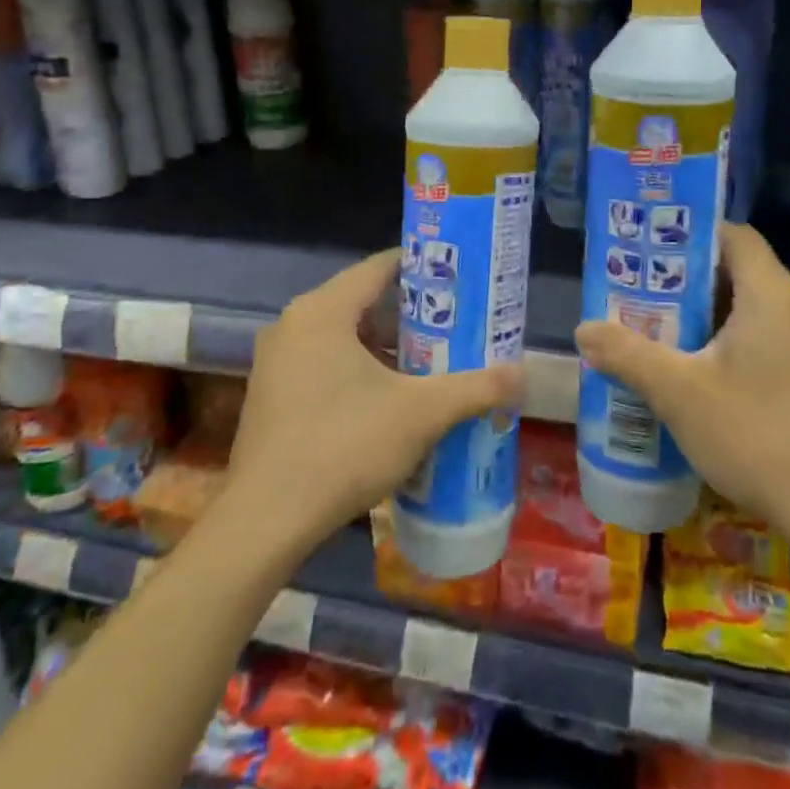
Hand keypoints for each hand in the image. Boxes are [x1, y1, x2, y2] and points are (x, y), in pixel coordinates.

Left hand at [226, 250, 522, 550]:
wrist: (266, 521)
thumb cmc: (344, 446)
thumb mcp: (420, 414)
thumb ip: (474, 388)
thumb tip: (522, 375)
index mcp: (322, 311)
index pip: (379, 267)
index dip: (423, 269)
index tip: (459, 279)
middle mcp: (293, 325)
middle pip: (362, 302)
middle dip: (411, 315)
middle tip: (456, 326)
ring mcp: (277, 361)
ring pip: (343, 336)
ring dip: (386, 348)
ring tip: (431, 364)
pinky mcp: (272, 395)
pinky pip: (324, 363)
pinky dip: (359, 370)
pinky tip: (390, 400)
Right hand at [575, 223, 789, 544]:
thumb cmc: (757, 436)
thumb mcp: (679, 394)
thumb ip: (628, 355)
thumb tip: (583, 329)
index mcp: (773, 296)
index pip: (734, 236)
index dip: (691, 236)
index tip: (650, 254)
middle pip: (740, 272)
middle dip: (689, 284)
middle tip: (642, 299)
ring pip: (754, 310)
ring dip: (709, 318)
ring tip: (662, 336)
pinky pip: (771, 338)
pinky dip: (735, 343)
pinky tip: (703, 377)